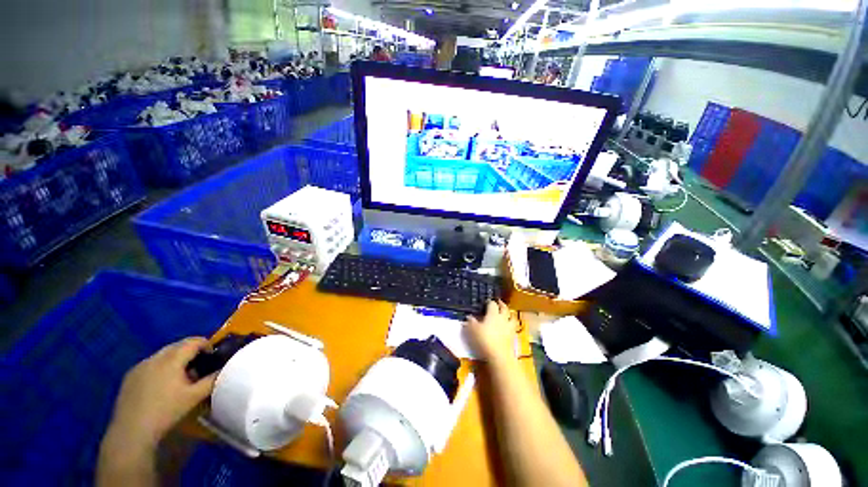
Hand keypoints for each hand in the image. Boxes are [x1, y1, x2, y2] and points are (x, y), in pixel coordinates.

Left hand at [103, 337, 216, 452]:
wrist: (132, 431)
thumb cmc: (166, 411)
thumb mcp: (194, 397)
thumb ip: (213, 380)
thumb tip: (226, 369)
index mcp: (172, 359)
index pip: (194, 341)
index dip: (207, 344)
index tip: (213, 355)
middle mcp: (155, 357)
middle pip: (178, 345)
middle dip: (191, 351)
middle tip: (200, 365)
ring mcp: (139, 366)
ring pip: (163, 354)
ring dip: (176, 359)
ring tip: (181, 376)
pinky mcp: (129, 376)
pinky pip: (150, 364)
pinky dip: (161, 367)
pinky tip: (162, 386)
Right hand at [466, 300, 517, 364]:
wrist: (499, 356)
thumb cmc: (484, 340)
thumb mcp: (473, 330)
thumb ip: (471, 322)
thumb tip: (469, 316)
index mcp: (493, 314)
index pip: (492, 304)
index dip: (489, 302)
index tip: (486, 302)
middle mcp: (502, 318)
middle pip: (504, 308)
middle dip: (501, 304)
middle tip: (499, 302)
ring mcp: (509, 327)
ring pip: (512, 317)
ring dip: (509, 314)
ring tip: (507, 313)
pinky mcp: (513, 337)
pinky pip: (514, 327)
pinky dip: (511, 325)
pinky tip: (508, 327)